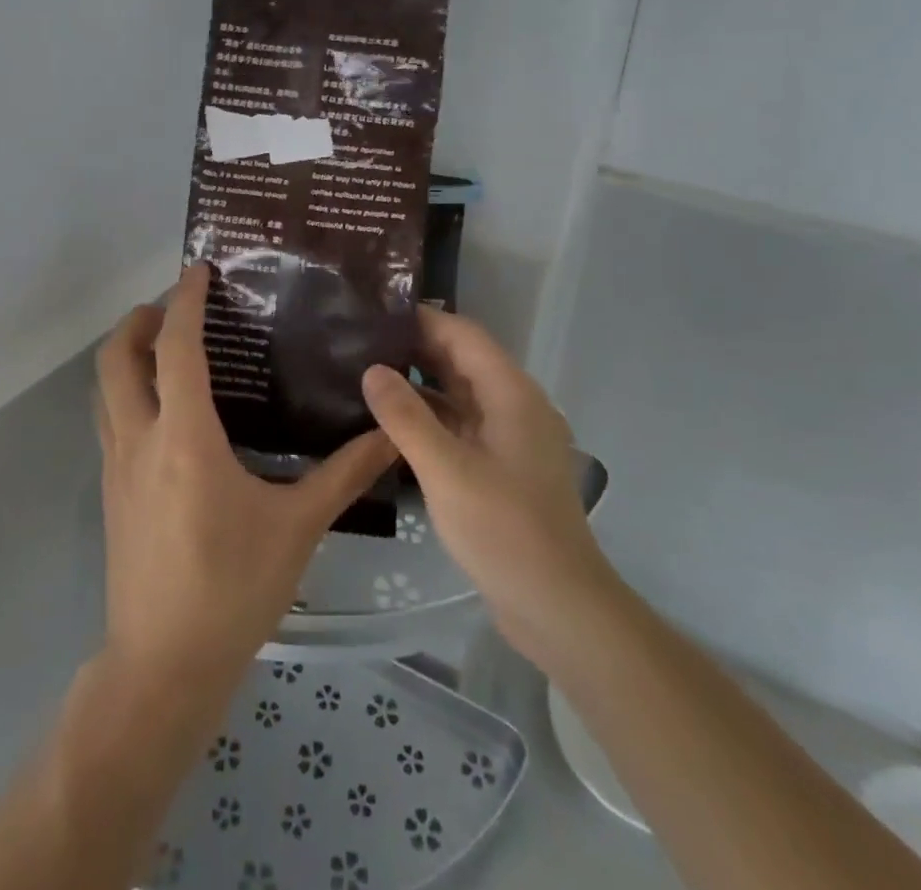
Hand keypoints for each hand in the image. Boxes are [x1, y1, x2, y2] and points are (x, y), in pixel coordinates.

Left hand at [94, 263, 396, 692]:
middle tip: (175, 307)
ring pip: (104, 390)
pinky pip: (110, 421)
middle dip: (138, 321)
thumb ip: (343, 474)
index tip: (198, 270)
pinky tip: (166, 411)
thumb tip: (389, 435)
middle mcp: (139, 440)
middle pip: (115, 359)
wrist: (162, 667)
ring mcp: (116, 468)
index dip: (184, 302)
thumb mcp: (296, 527)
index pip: (175, 349)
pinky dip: (127, 392)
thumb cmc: (231, 589)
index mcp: (183, 437)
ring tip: (168, 347)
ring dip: (125, 356)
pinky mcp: (111, 494)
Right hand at [361, 310, 607, 663]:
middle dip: (418, 349)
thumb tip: (372, 369)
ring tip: (370, 376)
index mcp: (512, 394)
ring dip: (423, 384)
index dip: (423, 320)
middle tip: (361, 343)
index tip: (376, 314)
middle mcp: (517, 406)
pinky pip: (465, 425)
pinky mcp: (505, 467)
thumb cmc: (504, 530)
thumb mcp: (446, 470)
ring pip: (463, 395)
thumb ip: (406, 417)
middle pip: (464, 361)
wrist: (559, 607)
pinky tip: (395, 425)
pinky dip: (433, 417)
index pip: (464, 335)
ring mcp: (513, 438)